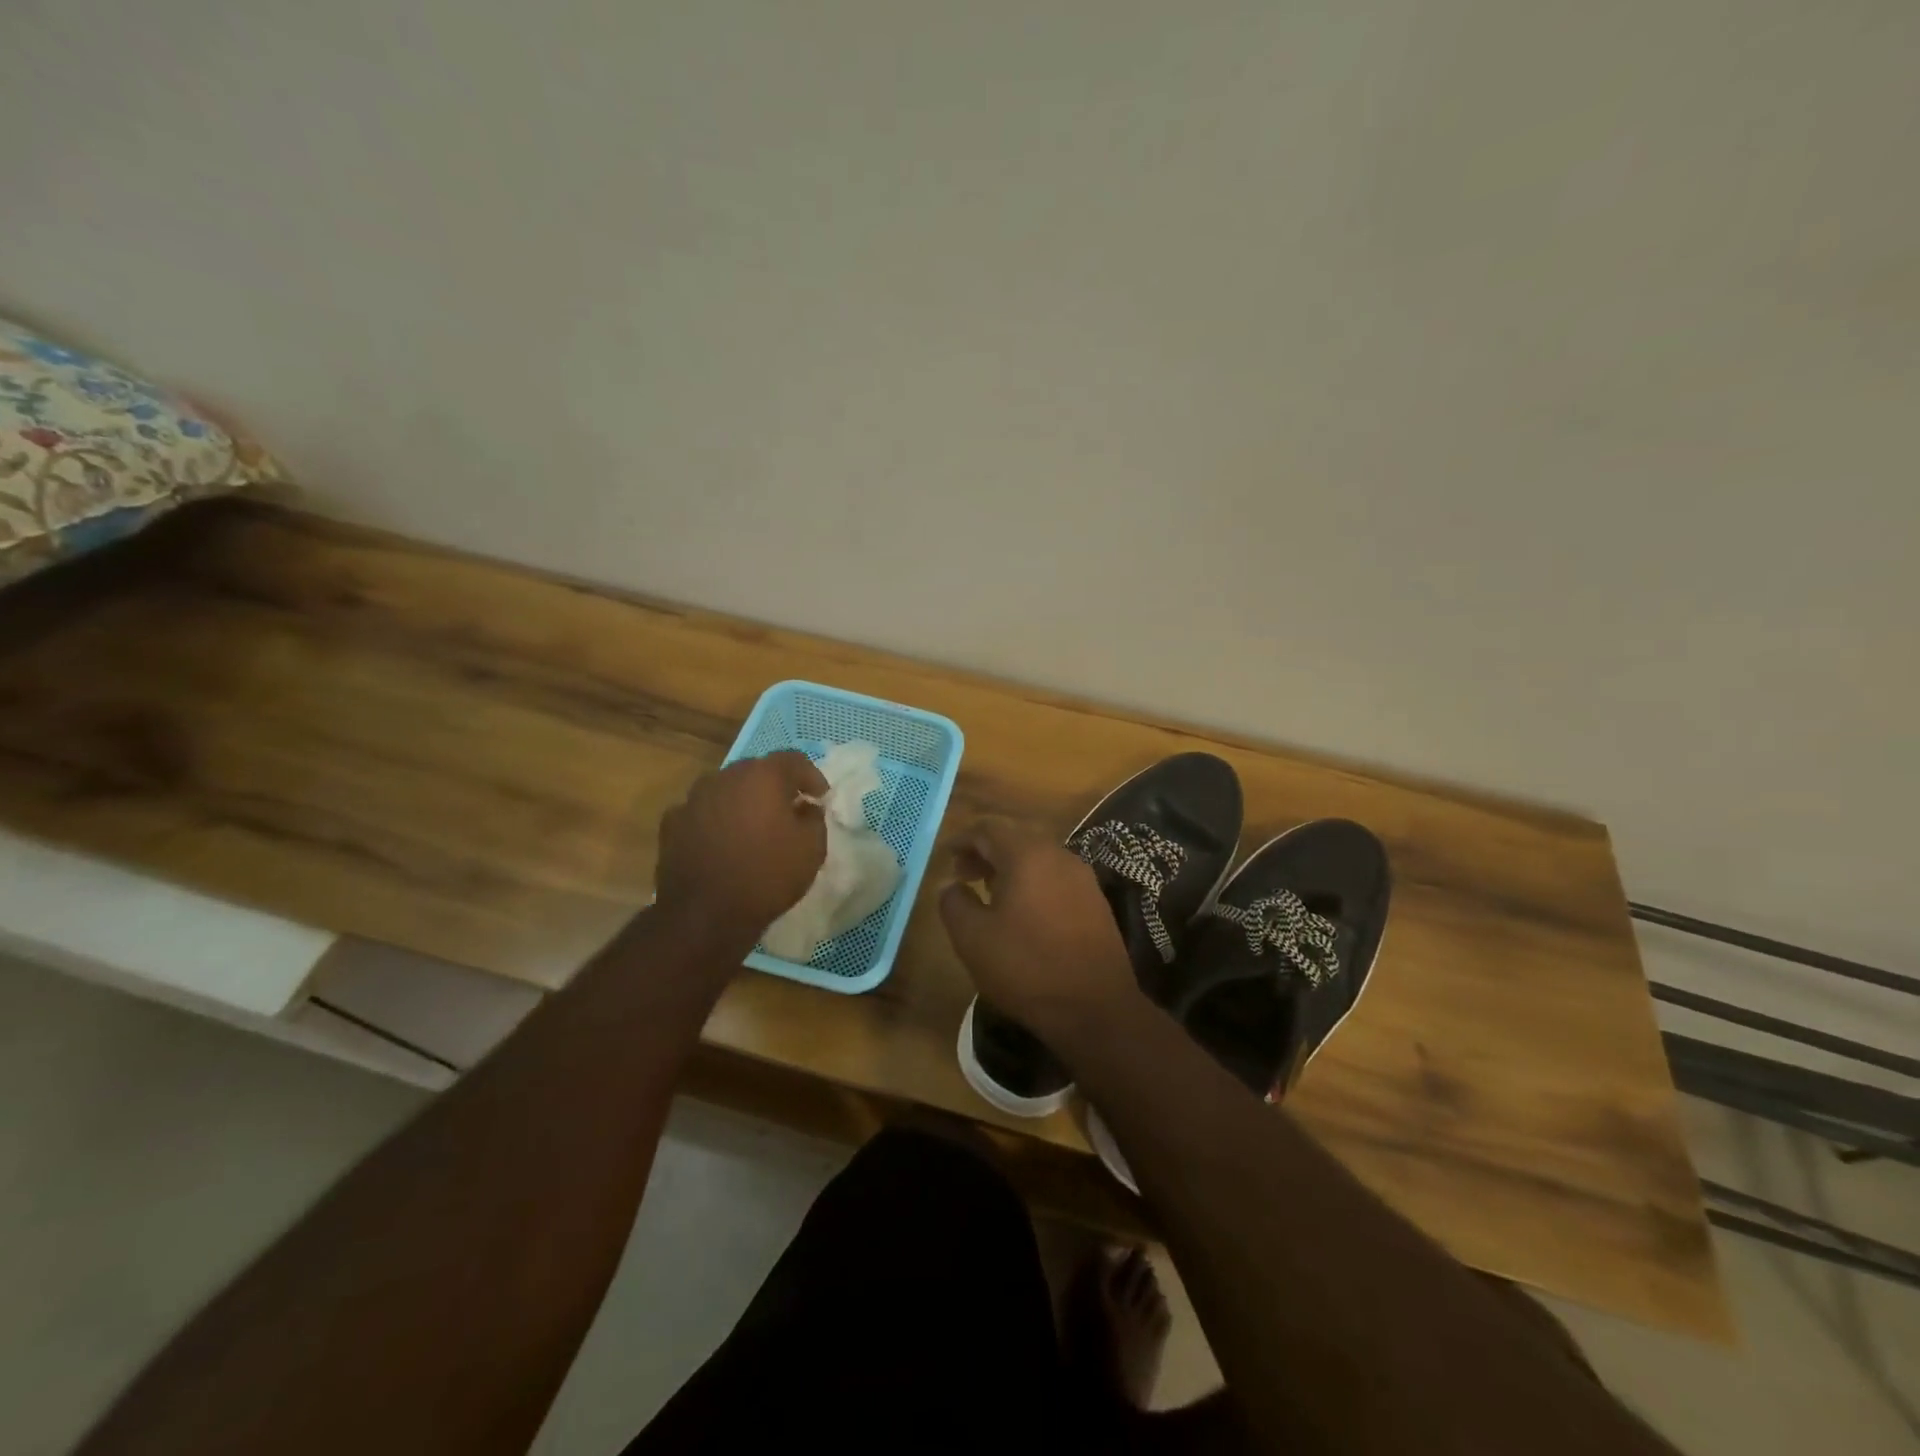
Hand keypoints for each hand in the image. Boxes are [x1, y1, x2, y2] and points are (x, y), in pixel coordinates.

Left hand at [654, 751, 827, 945]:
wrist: (705, 915)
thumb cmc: (767, 876)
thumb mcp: (812, 849)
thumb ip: (814, 818)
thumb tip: (804, 807)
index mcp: (762, 776)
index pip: (793, 760)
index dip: (810, 775)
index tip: (820, 796)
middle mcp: (725, 777)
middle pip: (756, 771)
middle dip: (775, 786)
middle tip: (788, 809)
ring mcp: (693, 798)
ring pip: (726, 790)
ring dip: (743, 802)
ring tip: (753, 827)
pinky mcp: (672, 823)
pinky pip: (702, 812)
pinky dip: (716, 820)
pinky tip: (722, 843)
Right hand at [939, 819, 1137, 1039]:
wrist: (1095, 1007)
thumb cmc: (1027, 967)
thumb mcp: (973, 938)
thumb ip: (954, 902)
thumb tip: (950, 884)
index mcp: (1027, 854)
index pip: (988, 828)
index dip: (963, 839)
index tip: (946, 857)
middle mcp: (1058, 855)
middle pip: (1015, 837)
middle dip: (986, 851)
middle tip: (963, 874)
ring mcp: (1081, 877)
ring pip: (1038, 857)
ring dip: (1009, 867)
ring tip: (988, 892)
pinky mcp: (1095, 901)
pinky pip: (1055, 876)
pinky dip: (1032, 881)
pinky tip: (1021, 911)